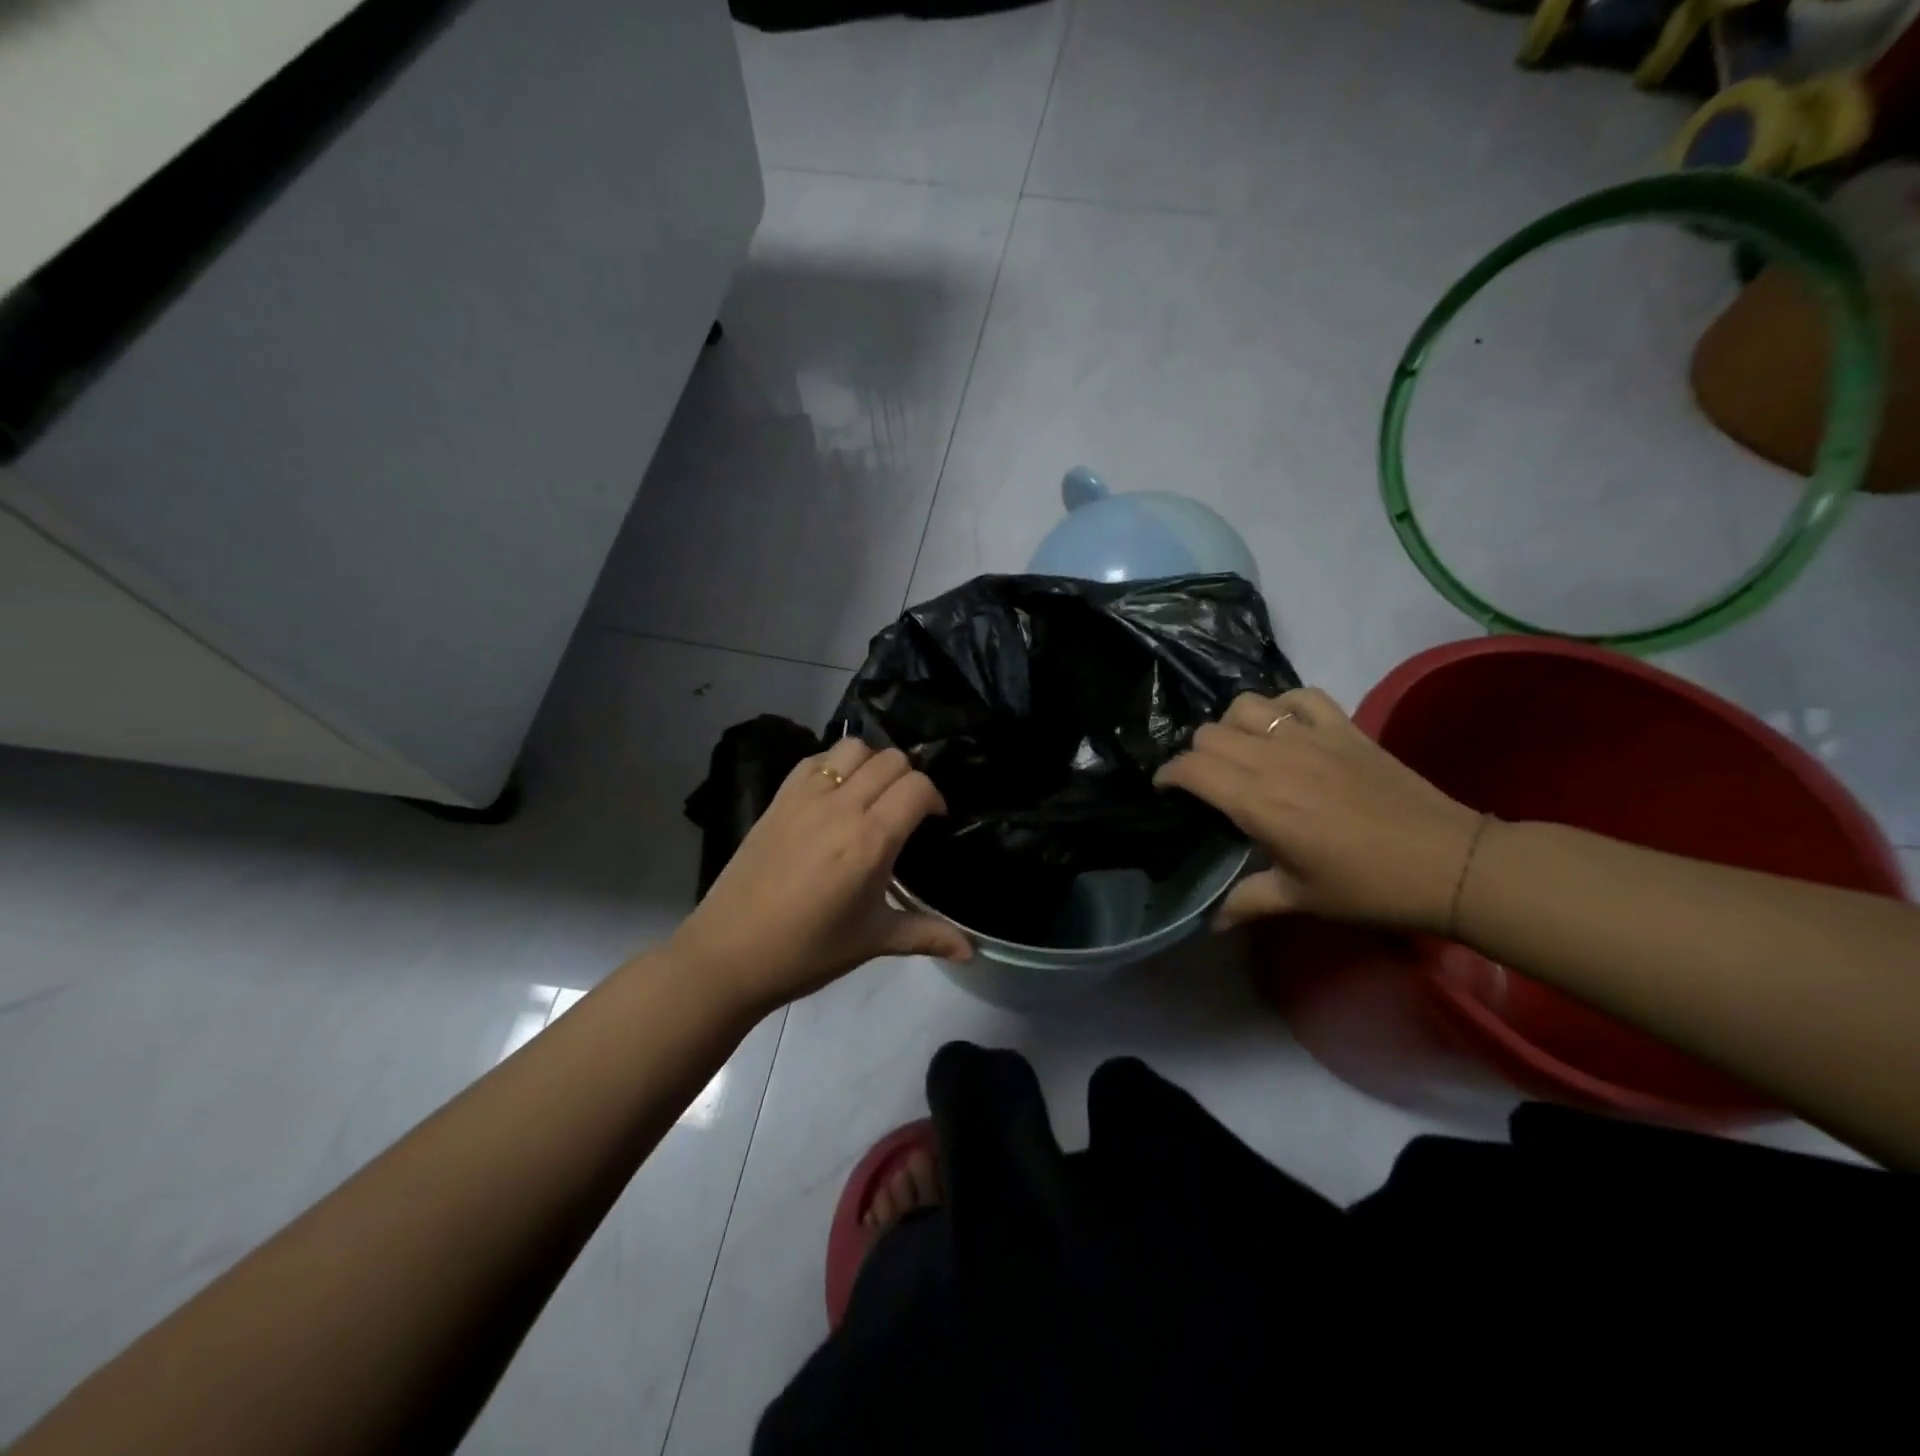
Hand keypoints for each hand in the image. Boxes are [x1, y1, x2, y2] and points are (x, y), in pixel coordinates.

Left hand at [670, 737, 971, 1013]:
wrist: (728, 954)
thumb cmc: (807, 951)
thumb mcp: (873, 941)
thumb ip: (927, 934)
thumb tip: (972, 950)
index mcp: (870, 841)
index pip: (918, 787)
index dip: (934, 798)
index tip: (933, 821)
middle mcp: (841, 807)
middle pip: (891, 759)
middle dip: (909, 778)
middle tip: (906, 811)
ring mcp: (805, 797)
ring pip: (853, 748)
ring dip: (872, 763)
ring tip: (872, 795)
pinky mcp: (778, 798)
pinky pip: (816, 760)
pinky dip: (835, 764)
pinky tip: (835, 794)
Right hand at [1155, 687, 1482, 933]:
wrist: (1450, 863)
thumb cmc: (1367, 887)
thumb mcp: (1301, 898)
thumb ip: (1247, 901)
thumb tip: (1211, 923)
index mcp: (1256, 801)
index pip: (1192, 768)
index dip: (1168, 774)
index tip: (1166, 789)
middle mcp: (1274, 759)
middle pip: (1210, 733)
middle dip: (1196, 754)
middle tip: (1205, 780)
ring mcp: (1311, 737)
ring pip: (1247, 706)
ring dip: (1232, 725)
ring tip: (1240, 750)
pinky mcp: (1344, 728)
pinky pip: (1301, 696)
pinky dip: (1283, 705)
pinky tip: (1285, 727)